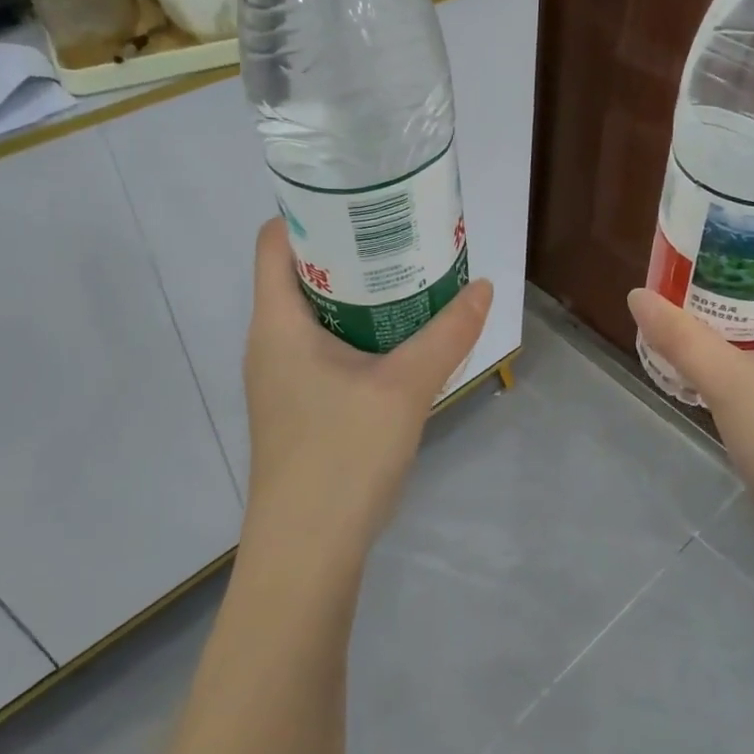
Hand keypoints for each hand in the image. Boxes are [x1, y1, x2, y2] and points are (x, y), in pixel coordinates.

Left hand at [241, 218, 492, 579]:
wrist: (308, 554)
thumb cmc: (342, 456)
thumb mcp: (405, 387)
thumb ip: (447, 333)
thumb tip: (483, 286)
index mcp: (277, 323)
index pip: (274, 241)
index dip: (310, 210)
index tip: (362, 198)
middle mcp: (271, 342)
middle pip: (301, 272)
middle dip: (350, 248)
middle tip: (403, 233)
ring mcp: (282, 378)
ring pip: (317, 314)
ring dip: (359, 293)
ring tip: (410, 276)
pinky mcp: (300, 406)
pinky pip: (327, 347)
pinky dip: (360, 330)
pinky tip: (402, 339)